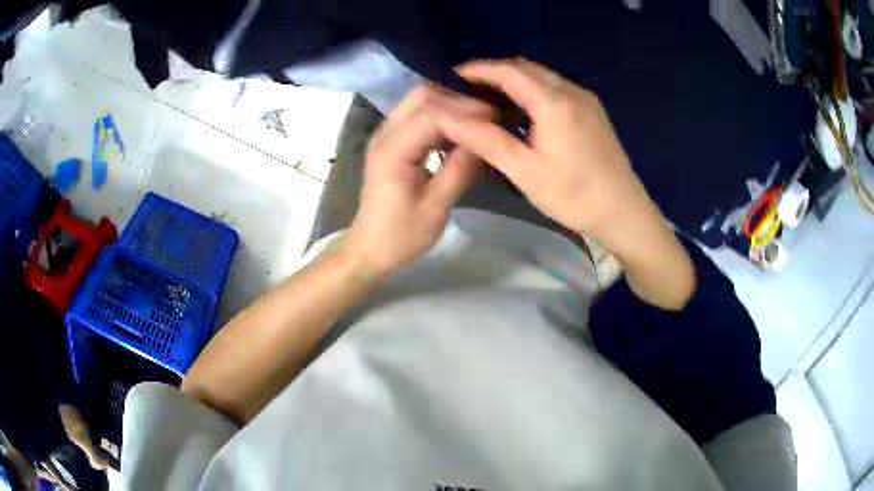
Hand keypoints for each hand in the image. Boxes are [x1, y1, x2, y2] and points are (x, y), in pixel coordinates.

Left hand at [344, 85, 492, 279]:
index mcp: (393, 151)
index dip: (467, 112)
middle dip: (460, 101)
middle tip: (491, 117)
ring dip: (451, 106)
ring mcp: (386, 135)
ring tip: (480, 122)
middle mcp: (386, 134)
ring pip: (421, 101)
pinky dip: (442, 116)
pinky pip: (418, 115)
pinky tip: (461, 132)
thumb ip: (460, 170)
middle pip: (423, 96)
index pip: (432, 114)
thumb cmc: (401, 236)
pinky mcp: (392, 141)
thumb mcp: (435, 208)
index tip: (498, 120)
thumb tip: (487, 140)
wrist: (370, 249)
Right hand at [433, 59, 695, 309]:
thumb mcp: (526, 172)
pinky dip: (533, 90)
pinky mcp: (593, 111)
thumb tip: (447, 117)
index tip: (450, 77)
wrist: (624, 213)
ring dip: (514, 81)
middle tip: (467, 91)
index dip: (477, 69)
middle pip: (526, 68)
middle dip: (494, 73)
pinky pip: (556, 88)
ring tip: (490, 100)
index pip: (508, 71)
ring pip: (542, 76)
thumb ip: (486, 140)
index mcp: (554, 102)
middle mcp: (571, 91)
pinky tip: (524, 112)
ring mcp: (586, 99)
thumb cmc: (574, 196)